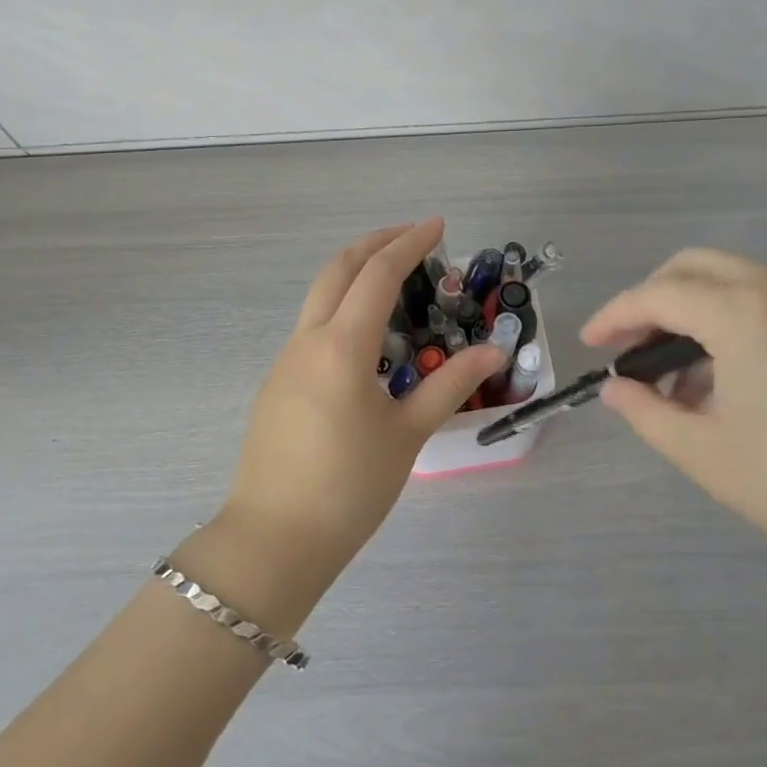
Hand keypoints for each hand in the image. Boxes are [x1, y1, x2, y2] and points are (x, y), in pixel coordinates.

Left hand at [218, 219, 505, 573]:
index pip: (378, 275)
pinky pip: (312, 325)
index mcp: (342, 346)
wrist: (273, 540)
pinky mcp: (278, 383)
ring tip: (394, 277)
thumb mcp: (407, 435)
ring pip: (319, 294)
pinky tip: (366, 332)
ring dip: (355, 272)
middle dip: (375, 242)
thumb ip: (449, 385)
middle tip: (412, 235)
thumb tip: (493, 350)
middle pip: (338, 269)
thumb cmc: (348, 488)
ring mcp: (286, 360)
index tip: (438, 226)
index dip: (409, 244)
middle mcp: (308, 341)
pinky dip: (341, 304)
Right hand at [582, 249, 766, 587]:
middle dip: (652, 299)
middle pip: (695, 268)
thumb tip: (616, 390)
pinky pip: (764, 305)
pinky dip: (727, 323)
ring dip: (691, 311)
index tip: (588, 345)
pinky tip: (718, 383)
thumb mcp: (704, 452)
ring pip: (731, 282)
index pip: (657, 295)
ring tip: (671, 379)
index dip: (614, 316)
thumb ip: (647, 412)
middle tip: (629, 348)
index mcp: (741, 311)